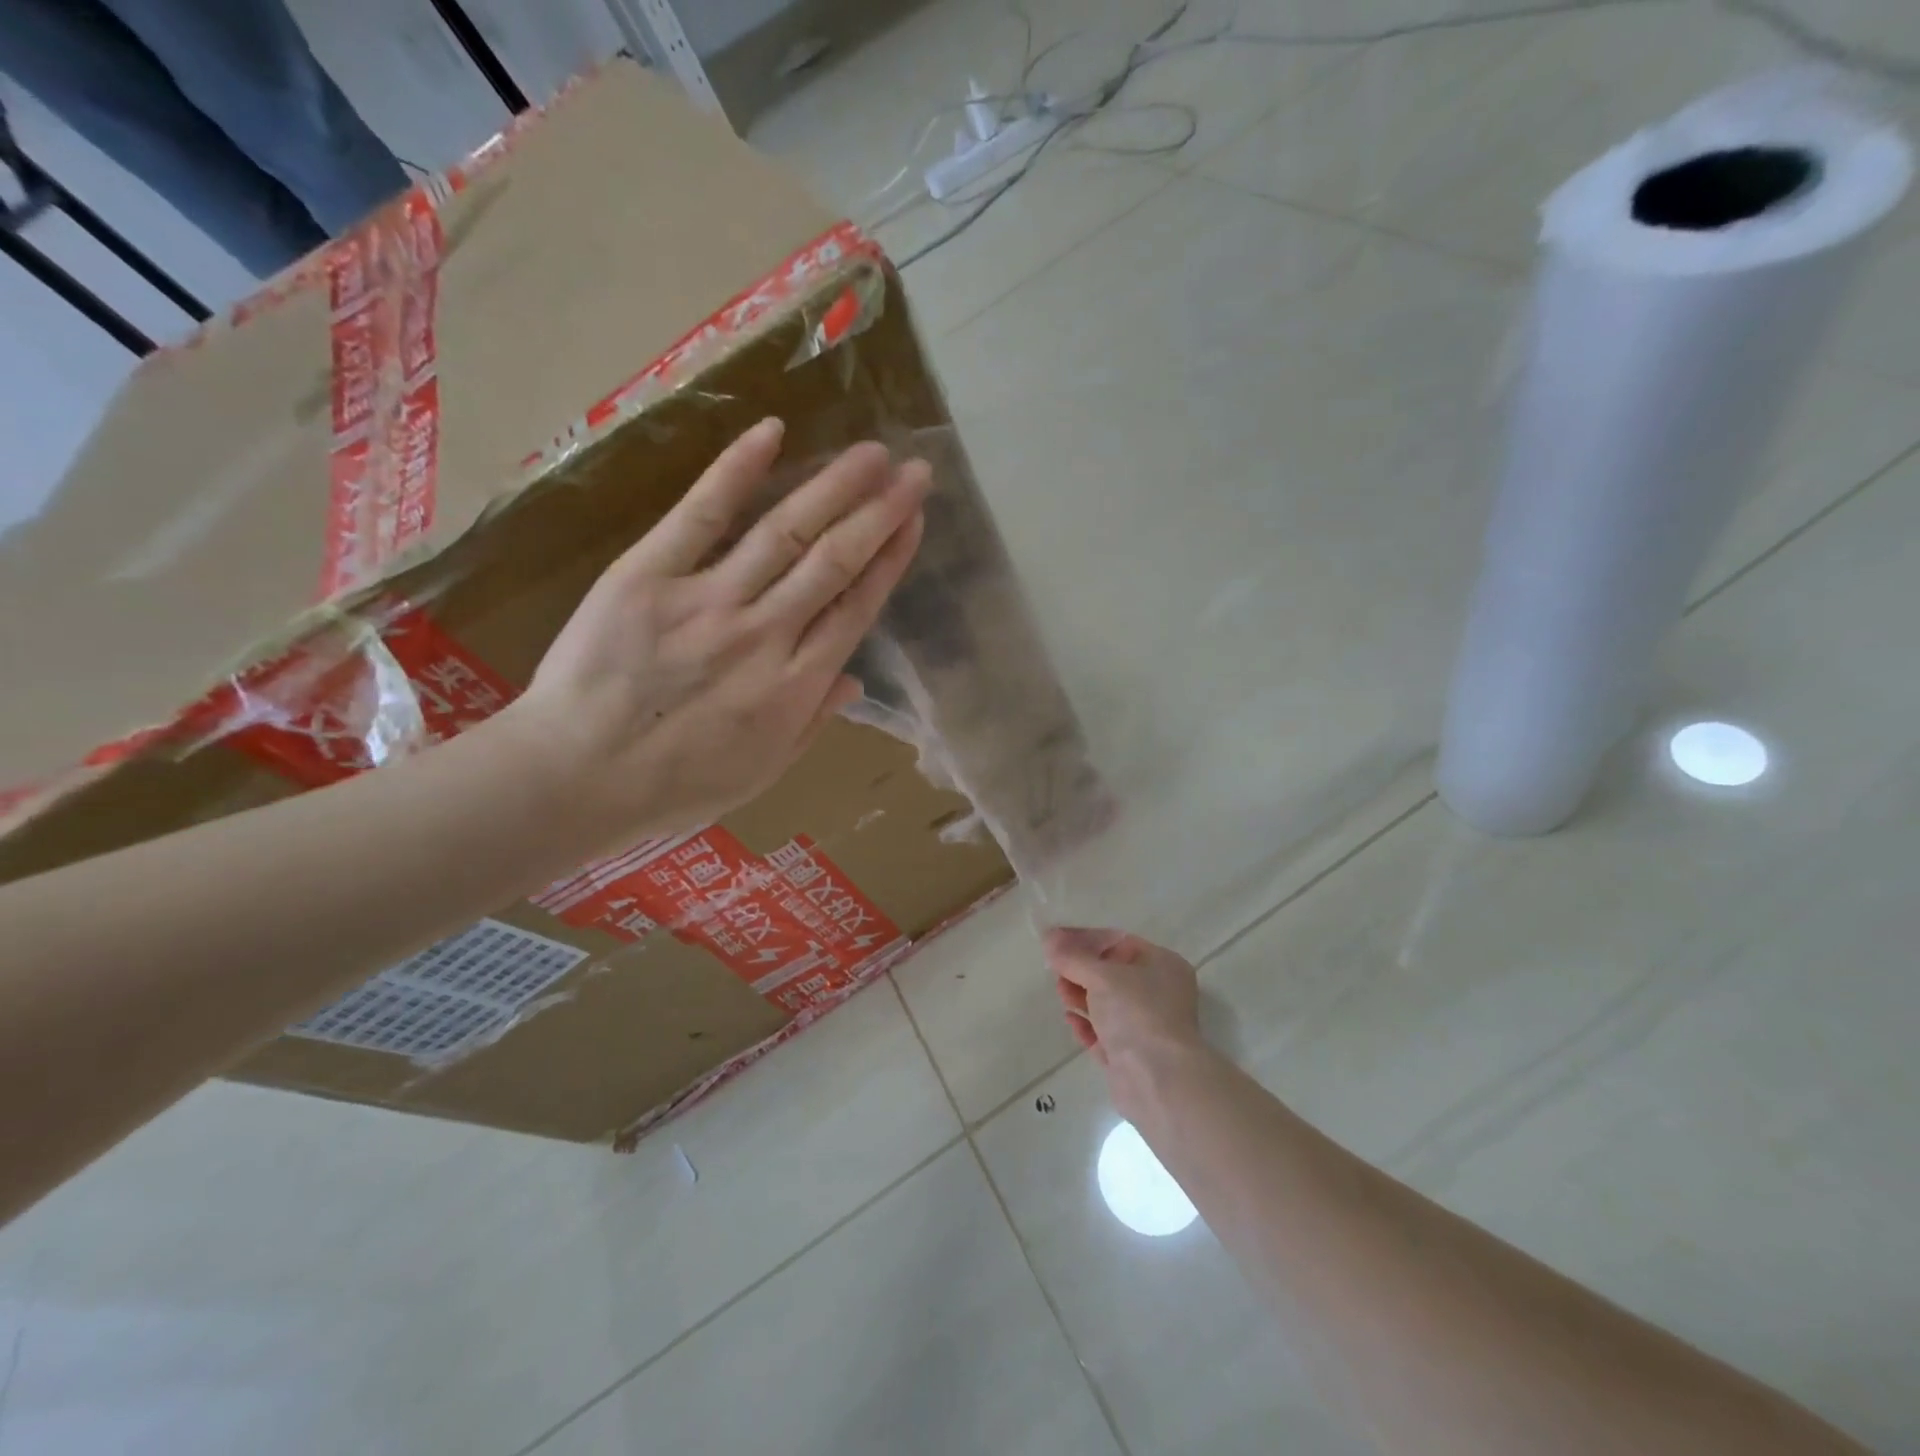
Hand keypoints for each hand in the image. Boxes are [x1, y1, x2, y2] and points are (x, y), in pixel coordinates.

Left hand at [503, 417, 928, 846]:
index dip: (890, 559)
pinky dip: (735, 472)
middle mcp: (765, 633)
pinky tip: (770, 433)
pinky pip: (700, 516)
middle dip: (879, 511)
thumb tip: (855, 680)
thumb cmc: (675, 786)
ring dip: (833, 487)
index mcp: (795, 685)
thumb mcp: (762, 772)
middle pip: (834, 561)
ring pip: (785, 532)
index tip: (914, 521)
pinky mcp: (649, 575)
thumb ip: (812, 722)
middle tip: (914, 470)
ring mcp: (709, 599)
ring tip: (869, 452)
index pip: (856, 608)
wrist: (576, 777)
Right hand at [1045, 928, 1206, 1120]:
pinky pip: (1104, 1033)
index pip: (1119, 942)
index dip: (1086, 939)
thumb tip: (1048, 936)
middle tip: (1054, 967)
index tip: (1055, 940)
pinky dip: (1087, 1024)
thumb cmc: (1136, 1013)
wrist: (1158, 1080)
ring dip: (1081, 995)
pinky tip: (1069, 1019)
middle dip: (1081, 969)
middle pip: (1112, 973)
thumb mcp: (1101, 976)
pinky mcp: (1131, 1055)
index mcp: (1162, 965)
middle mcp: (1158, 993)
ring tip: (1060, 992)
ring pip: (1107, 1003)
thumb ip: (1072, 956)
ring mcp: (1146, 1026)